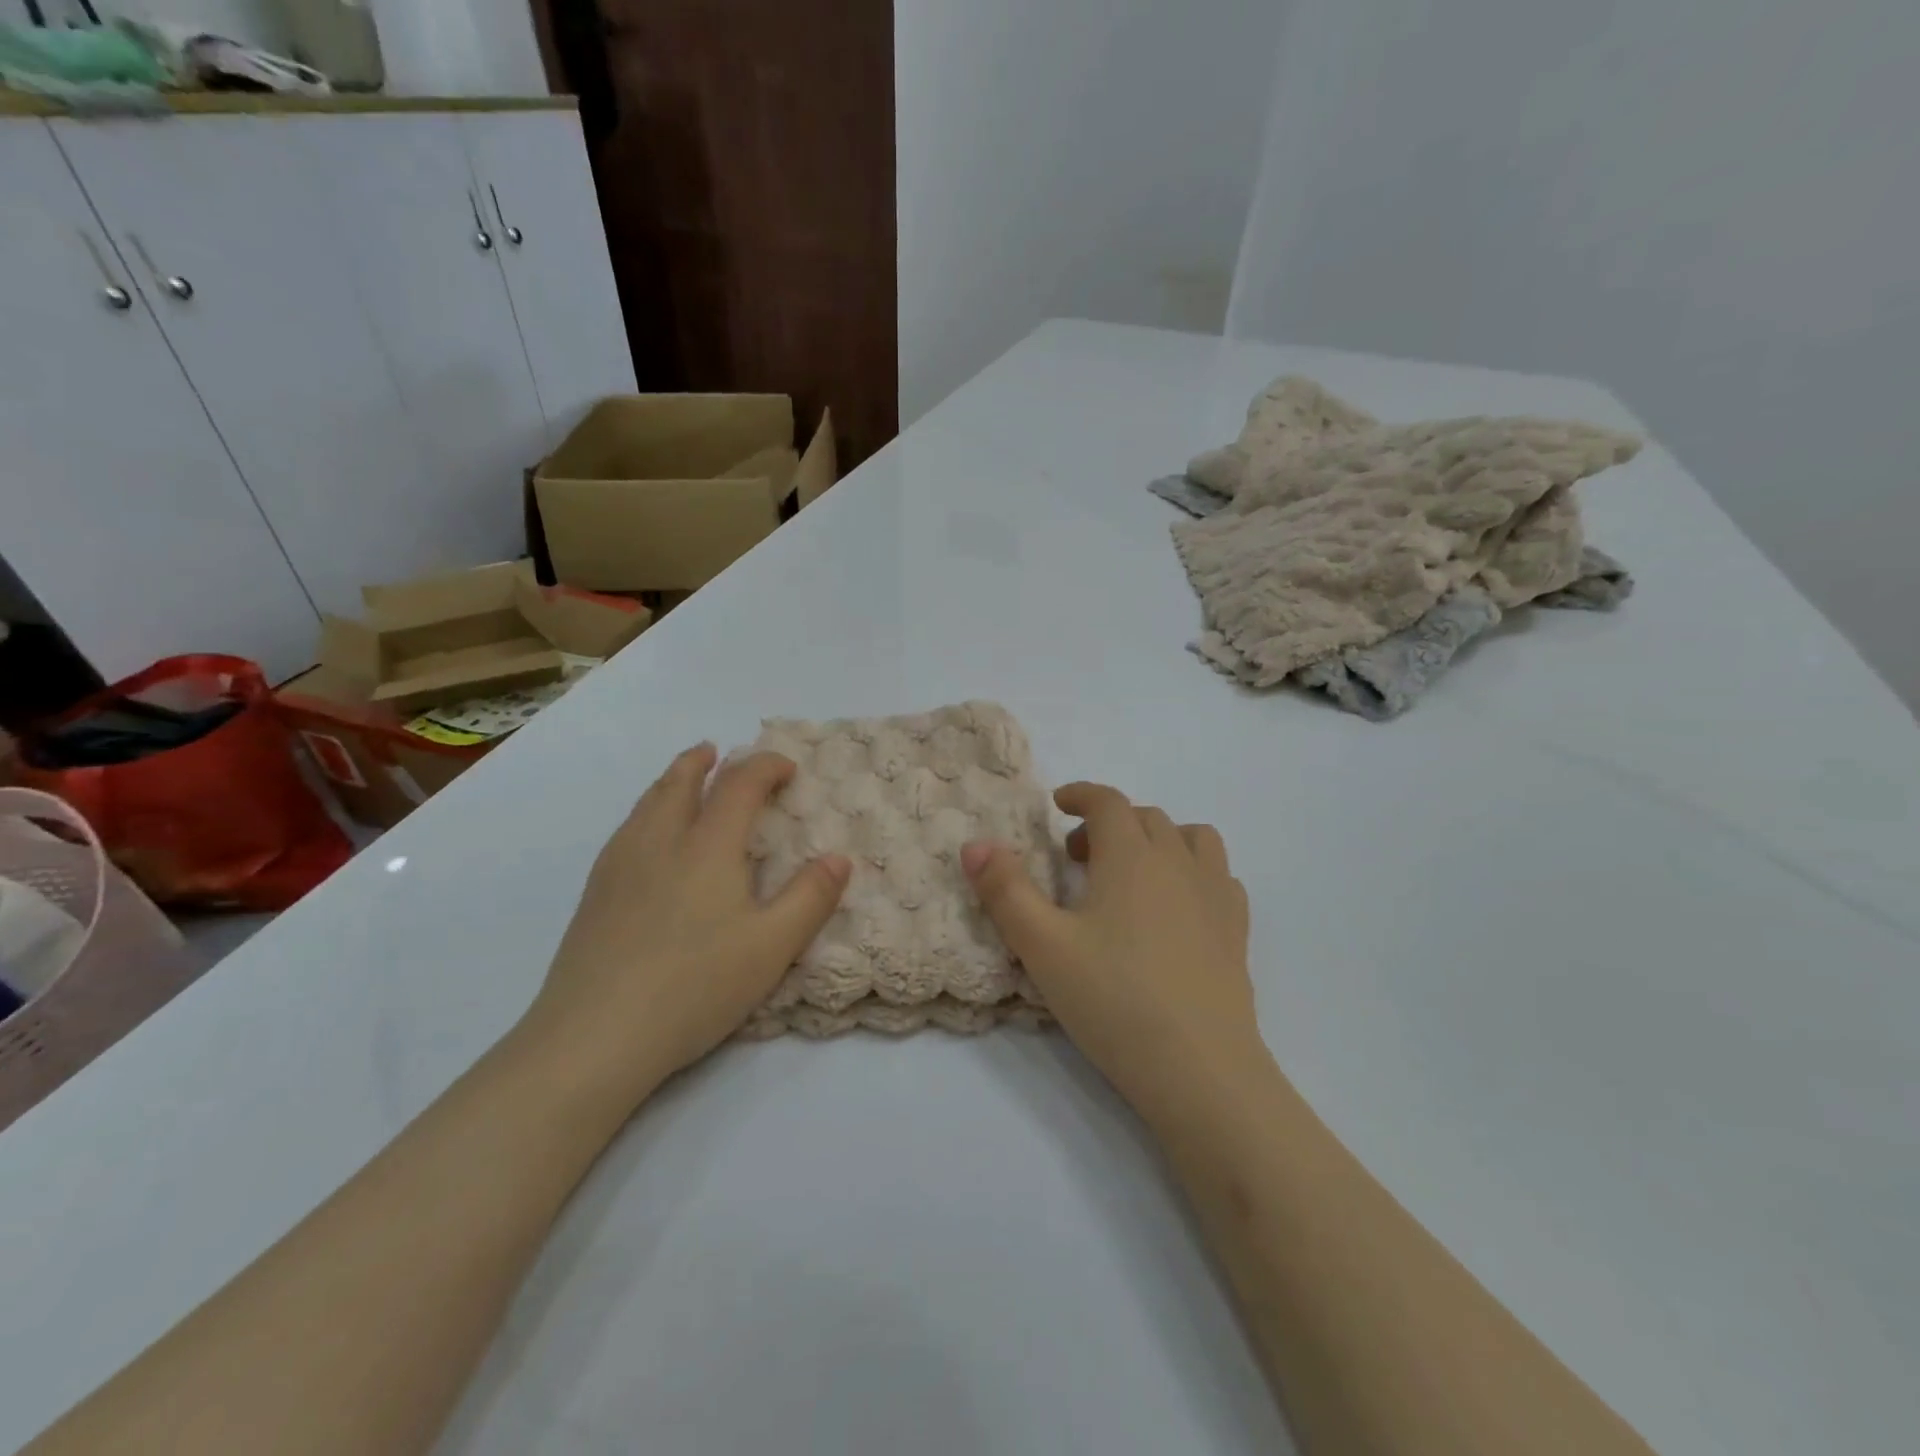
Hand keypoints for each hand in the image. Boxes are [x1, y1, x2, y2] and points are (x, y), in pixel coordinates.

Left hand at [524, 744, 850, 1104]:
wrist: (595, 1035)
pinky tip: (646, 837)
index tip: (787, 768)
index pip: (738, 785)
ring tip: (683, 778)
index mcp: (707, 847)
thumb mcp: (772, 946)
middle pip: (679, 782)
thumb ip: (810, 898)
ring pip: (646, 804)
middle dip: (703, 762)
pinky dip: (646, 812)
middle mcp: (660, 842)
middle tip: (717, 751)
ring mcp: (619, 866)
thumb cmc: (696, 986)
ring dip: (670, 781)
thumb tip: (839, 858)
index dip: (765, 766)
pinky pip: (625, 830)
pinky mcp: (594, 895)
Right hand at [961, 783, 1258, 1111]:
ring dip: (1159, 839)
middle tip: (1078, 858)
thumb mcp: (1042, 945)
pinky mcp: (1237, 930)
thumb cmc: (1113, 998)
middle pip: (1146, 818)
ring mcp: (1215, 895)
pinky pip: (1218, 876)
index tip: (1059, 804)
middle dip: (1109, 823)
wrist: (1199, 1067)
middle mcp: (1178, 862)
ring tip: (1133, 873)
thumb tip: (975, 845)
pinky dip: (1193, 872)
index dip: (1080, 795)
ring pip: (1192, 839)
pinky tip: (1177, 907)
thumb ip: (1005, 890)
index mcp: (1131, 856)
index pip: (1108, 802)